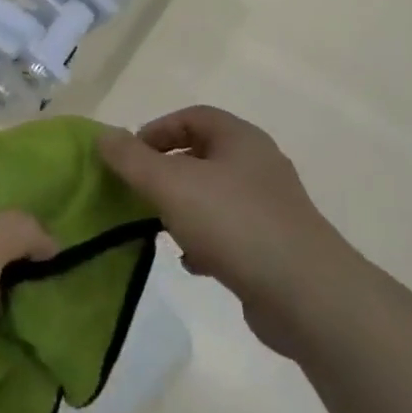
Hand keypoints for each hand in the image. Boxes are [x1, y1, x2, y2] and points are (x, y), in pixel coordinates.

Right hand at [100, 106, 347, 352]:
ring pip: (214, 196)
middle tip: (138, 191)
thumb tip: (103, 135)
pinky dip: (205, 241)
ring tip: (159, 227)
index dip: (157, 129)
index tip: (129, 155)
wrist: (308, 296)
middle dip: (166, 171)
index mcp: (240, 139)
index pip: (192, 116)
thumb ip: (132, 159)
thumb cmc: (235, 224)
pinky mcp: (274, 247)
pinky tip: (190, 262)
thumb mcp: (171, 184)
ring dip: (183, 208)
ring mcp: (270, 207)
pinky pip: (229, 232)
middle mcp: (259, 165)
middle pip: (202, 155)